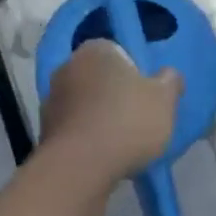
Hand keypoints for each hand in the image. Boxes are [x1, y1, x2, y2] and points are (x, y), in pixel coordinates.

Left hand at [41, 42, 182, 180]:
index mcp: (96, 50)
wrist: (82, 166)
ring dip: (98, 118)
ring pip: (85, 105)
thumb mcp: (165, 99)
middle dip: (115, 96)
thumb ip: (170, 81)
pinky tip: (101, 157)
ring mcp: (51, 99)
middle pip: (100, 79)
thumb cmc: (128, 123)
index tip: (146, 99)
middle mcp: (67, 66)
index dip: (136, 75)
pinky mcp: (44, 129)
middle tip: (136, 122)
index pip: (119, 53)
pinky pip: (74, 129)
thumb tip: (168, 75)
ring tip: (119, 145)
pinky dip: (85, 138)